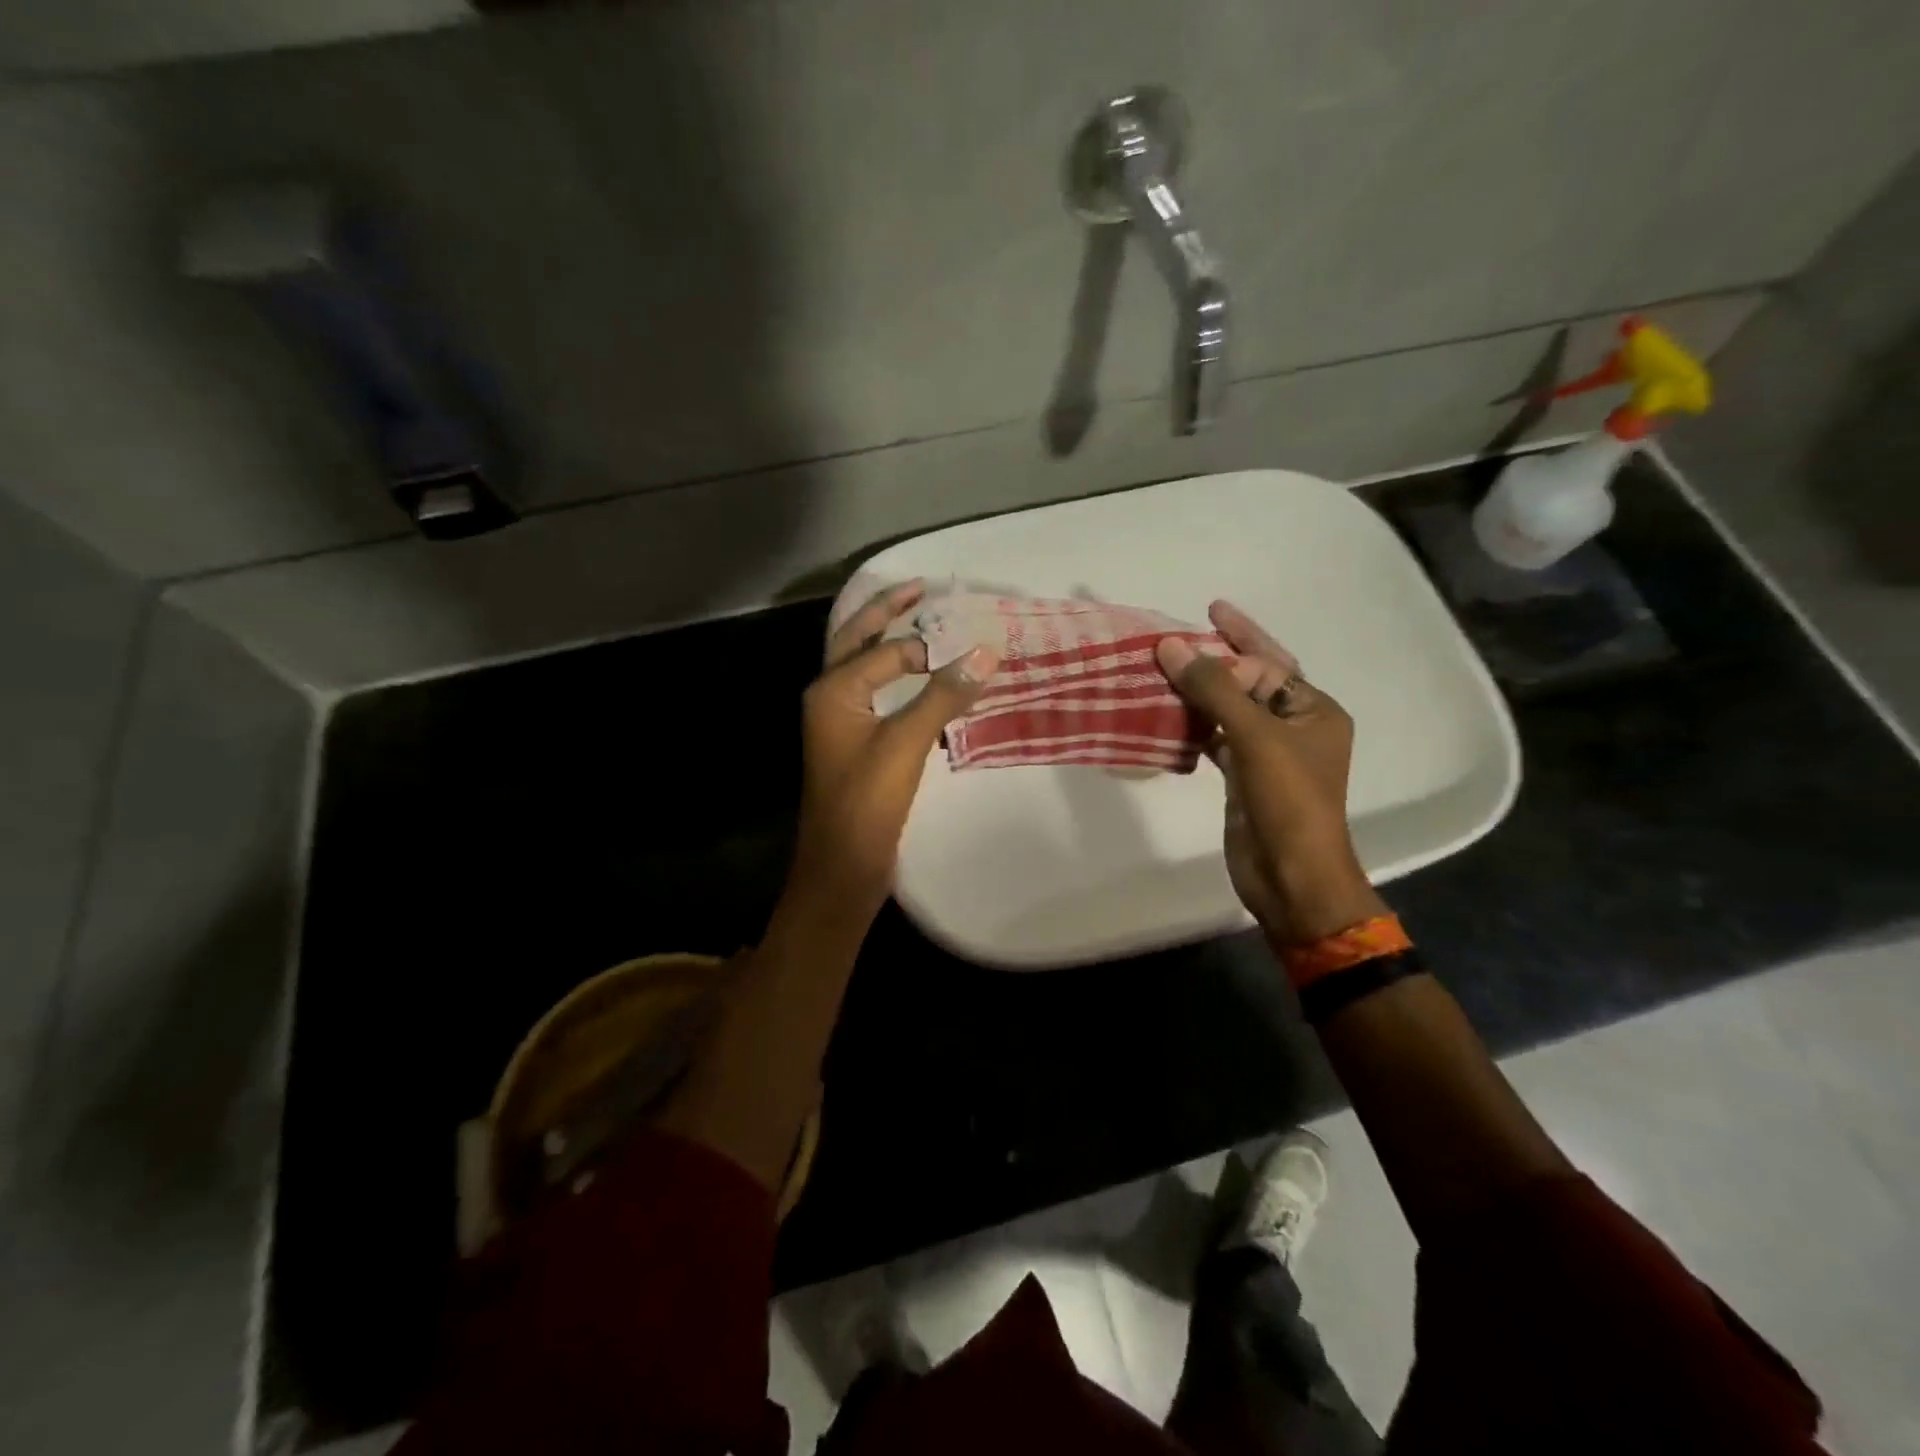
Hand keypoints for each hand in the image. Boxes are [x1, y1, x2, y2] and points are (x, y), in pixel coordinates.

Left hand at [788, 580, 998, 923]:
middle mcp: (830, 697)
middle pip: (857, 640)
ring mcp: (841, 722)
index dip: (930, 643)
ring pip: (866, 668)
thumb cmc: (866, 803)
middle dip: (887, 613)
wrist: (842, 867)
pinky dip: (899, 679)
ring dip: (891, 643)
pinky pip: (878, 696)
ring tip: (924, 622)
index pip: (887, 650)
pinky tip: (925, 680)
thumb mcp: (905, 744)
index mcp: (833, 690)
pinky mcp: (857, 744)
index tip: (973, 636)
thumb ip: (943, 696)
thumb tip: (986, 652)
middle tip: (920, 588)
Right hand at [1157, 601, 1385, 944]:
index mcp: (1315, 711)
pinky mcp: (1243, 778)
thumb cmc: (1287, 801)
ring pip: (1228, 712)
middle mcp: (1295, 727)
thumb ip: (1213, 688)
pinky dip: (1192, 727)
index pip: (1269, 665)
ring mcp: (1268, 755)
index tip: (1203, 615)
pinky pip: (1215, 740)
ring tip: (1162, 671)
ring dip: (1198, 694)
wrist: (1290, 876)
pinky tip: (1166, 717)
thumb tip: (1169, 645)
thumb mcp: (1254, 736)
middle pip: (1250, 683)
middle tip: (1175, 638)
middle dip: (1214, 661)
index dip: (1235, 642)